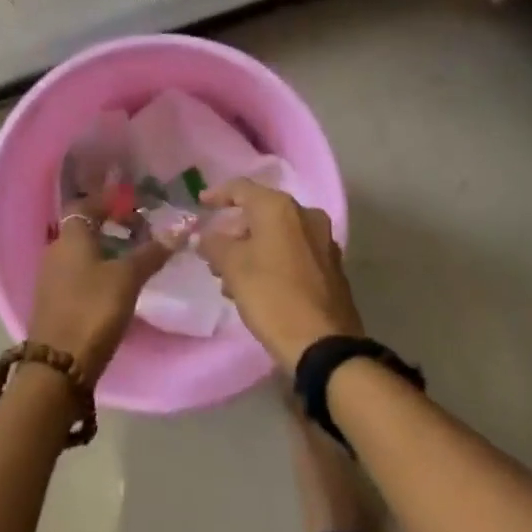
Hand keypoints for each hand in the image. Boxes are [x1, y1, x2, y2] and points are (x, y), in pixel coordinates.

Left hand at [26, 203, 177, 377]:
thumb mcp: (128, 278)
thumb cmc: (93, 310)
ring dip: (103, 249)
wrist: (59, 366)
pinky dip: (95, 269)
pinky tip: (114, 284)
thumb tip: (181, 228)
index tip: (132, 203)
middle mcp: (55, 251)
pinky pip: (76, 273)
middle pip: (82, 228)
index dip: (108, 201)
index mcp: (70, 237)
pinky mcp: (53, 302)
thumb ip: (152, 253)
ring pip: (79, 252)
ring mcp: (51, 278)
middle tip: (138, 229)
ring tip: (132, 256)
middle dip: (108, 225)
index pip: (86, 204)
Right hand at [198, 180, 364, 370]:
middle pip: (261, 213)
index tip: (200, 204)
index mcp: (280, 208)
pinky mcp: (331, 267)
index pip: (242, 188)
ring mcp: (323, 241)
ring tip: (230, 278)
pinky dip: (272, 261)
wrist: (323, 344)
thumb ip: (214, 244)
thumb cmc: (272, 296)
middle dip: (234, 231)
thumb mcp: (233, 268)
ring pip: (277, 235)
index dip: (218, 195)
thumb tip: (205, 237)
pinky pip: (293, 253)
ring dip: (252, 250)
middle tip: (213, 253)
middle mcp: (306, 216)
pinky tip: (256, 287)